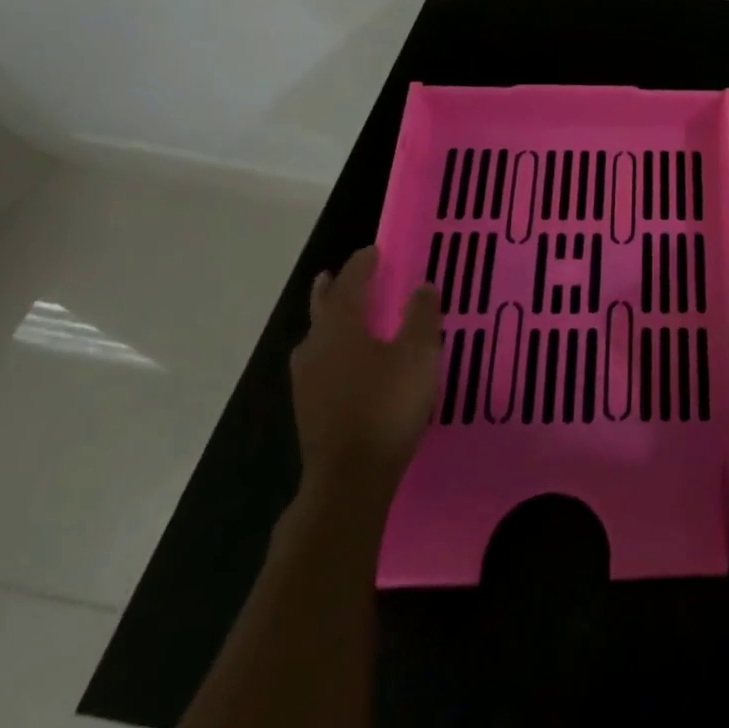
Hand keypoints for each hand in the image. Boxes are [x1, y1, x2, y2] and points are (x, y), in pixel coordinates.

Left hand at [290, 246, 441, 492]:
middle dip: (332, 287)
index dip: (363, 265)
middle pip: (322, 307)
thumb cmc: (387, 406)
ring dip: (328, 318)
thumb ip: (421, 317)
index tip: (374, 250)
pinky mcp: (308, 406)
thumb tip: (422, 286)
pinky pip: (319, 361)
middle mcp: (316, 346)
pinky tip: (342, 361)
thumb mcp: (418, 355)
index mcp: (341, 326)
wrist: (350, 476)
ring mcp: (307, 379)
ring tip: (340, 314)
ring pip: (317, 336)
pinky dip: (331, 347)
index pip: (350, 283)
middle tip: (337, 273)